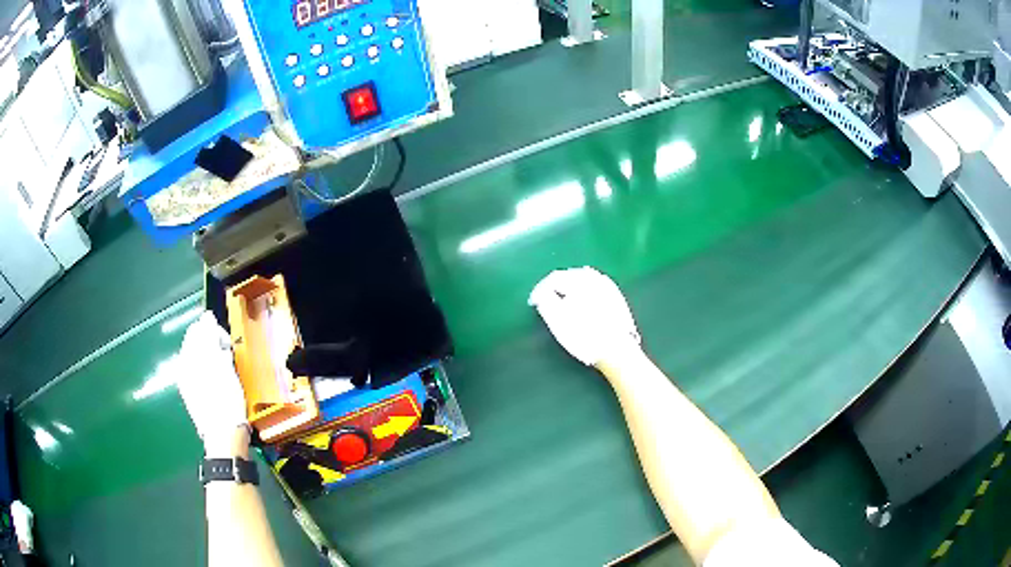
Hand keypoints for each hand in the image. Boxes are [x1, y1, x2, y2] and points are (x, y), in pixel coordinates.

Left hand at [175, 311, 248, 456]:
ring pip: (197, 356)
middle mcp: (181, 366)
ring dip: (210, 356)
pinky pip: (197, 370)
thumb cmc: (225, 399)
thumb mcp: (221, 362)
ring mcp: (185, 380)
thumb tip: (206, 316)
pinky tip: (216, 380)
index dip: (214, 331)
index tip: (227, 343)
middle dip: (210, 342)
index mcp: (187, 357)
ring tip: (223, 368)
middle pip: (195, 342)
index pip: (198, 328)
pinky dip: (207, 368)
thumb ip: (210, 336)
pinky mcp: (190, 393)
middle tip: (226, 354)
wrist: (222, 434)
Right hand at [528, 267, 641, 366]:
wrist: (618, 350)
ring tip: (562, 302)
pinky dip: (585, 292)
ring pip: (584, 281)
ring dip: (571, 288)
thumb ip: (546, 301)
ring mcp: (608, 287)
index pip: (554, 278)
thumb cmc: (584, 336)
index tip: (533, 303)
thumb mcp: (558, 320)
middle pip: (569, 276)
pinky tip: (582, 303)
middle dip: (555, 287)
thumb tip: (542, 294)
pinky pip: (596, 288)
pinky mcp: (617, 298)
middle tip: (545, 300)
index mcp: (579, 280)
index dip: (540, 290)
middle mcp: (595, 278)